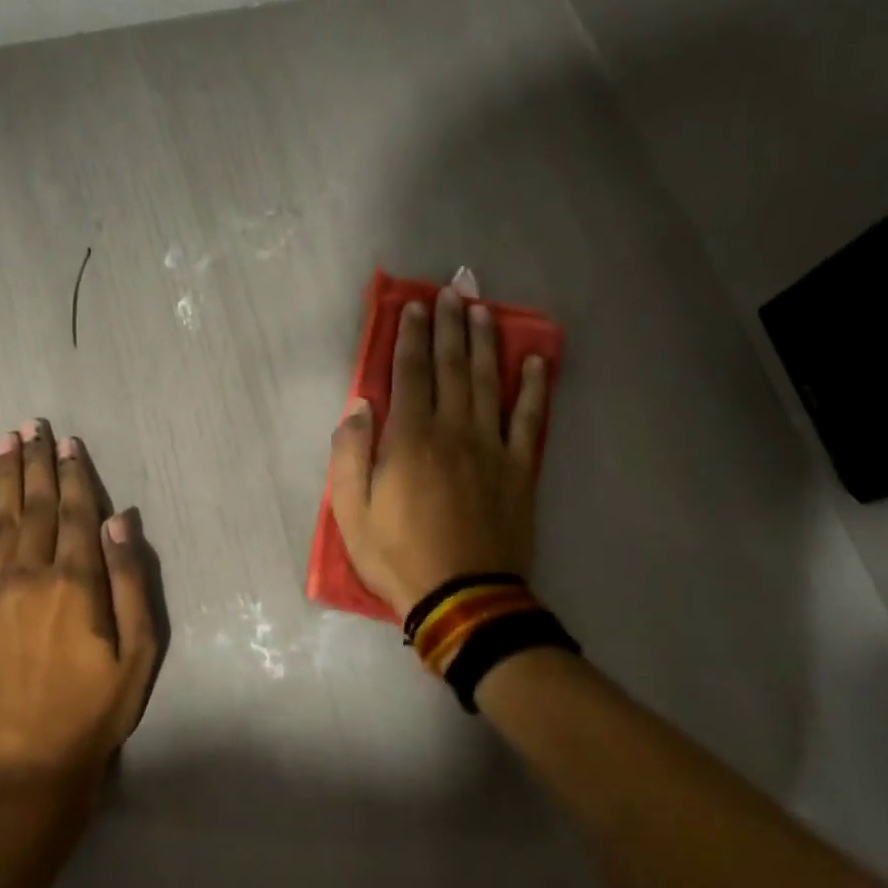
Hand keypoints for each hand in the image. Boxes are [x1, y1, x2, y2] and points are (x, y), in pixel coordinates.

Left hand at [0, 420, 161, 791]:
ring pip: (0, 517)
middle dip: (36, 462)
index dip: (73, 475)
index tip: (70, 442)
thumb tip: (120, 521)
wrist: (26, 763)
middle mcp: (31, 574)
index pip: (74, 513)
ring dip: (3, 474)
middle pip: (34, 505)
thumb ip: (130, 582)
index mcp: (75, 584)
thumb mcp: (138, 653)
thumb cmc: (95, 709)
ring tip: (5, 439)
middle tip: (33, 425)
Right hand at [328, 286, 548, 618]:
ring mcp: (491, 448)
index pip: (409, 374)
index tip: (414, 307)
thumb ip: (350, 454)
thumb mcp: (351, 512)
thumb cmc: (398, 556)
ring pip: (489, 383)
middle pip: (452, 367)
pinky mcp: (519, 469)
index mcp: (409, 439)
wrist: (463, 597)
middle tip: (452, 291)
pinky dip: (534, 388)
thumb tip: (359, 406)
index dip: (410, 337)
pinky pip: (529, 420)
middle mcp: (453, 431)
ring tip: (483, 311)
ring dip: (486, 343)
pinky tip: (536, 361)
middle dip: (449, 326)